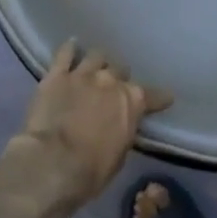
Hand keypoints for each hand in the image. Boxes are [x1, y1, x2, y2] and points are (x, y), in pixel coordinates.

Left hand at [0, 42, 172, 211]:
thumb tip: (120, 125)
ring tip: (93, 69)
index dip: (159, 98)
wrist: (52, 164)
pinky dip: (70, 50)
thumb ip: (123, 131)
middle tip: (112, 90)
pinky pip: (65, 53)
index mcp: (132, 101)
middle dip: (118, 79)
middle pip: (120, 70)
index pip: (154, 96)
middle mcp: (111, 81)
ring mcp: (83, 74)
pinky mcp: (56, 75)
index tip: (164, 99)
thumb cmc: (91, 170)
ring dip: (97, 63)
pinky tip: (71, 47)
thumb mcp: (120, 154)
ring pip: (96, 56)